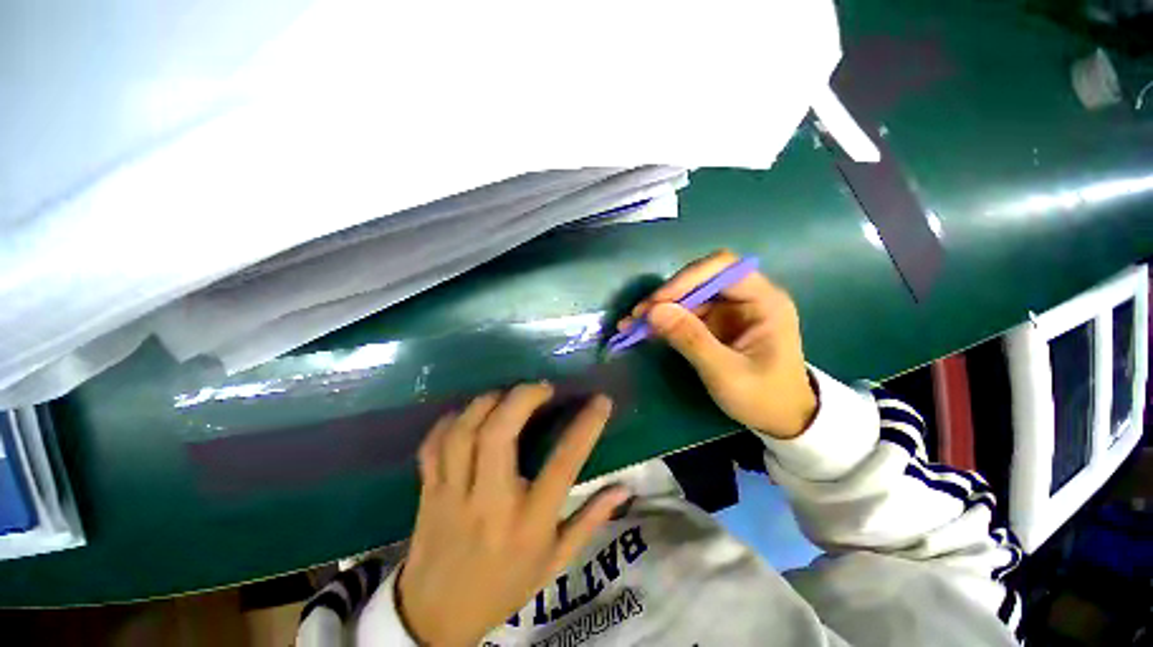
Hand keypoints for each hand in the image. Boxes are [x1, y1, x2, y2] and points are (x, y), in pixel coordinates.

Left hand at [397, 384, 628, 645]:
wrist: (436, 618)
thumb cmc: (505, 587)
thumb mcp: (555, 562)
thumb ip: (590, 520)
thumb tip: (623, 488)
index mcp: (528, 523)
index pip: (562, 465)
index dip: (585, 427)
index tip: (600, 401)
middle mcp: (489, 502)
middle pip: (498, 434)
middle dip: (522, 398)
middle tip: (542, 388)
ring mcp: (452, 494)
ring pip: (464, 432)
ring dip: (488, 402)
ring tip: (508, 395)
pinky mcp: (428, 490)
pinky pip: (434, 444)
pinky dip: (451, 421)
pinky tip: (469, 414)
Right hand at [618, 250, 816, 438]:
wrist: (781, 419)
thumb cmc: (764, 398)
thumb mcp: (726, 373)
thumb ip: (691, 340)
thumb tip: (653, 311)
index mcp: (764, 300)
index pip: (723, 267)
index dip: (687, 278)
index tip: (658, 302)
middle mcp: (746, 296)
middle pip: (701, 278)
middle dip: (668, 295)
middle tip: (638, 315)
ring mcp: (729, 309)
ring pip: (688, 295)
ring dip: (660, 308)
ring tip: (632, 324)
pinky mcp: (716, 323)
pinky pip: (685, 312)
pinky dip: (664, 320)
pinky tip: (643, 330)